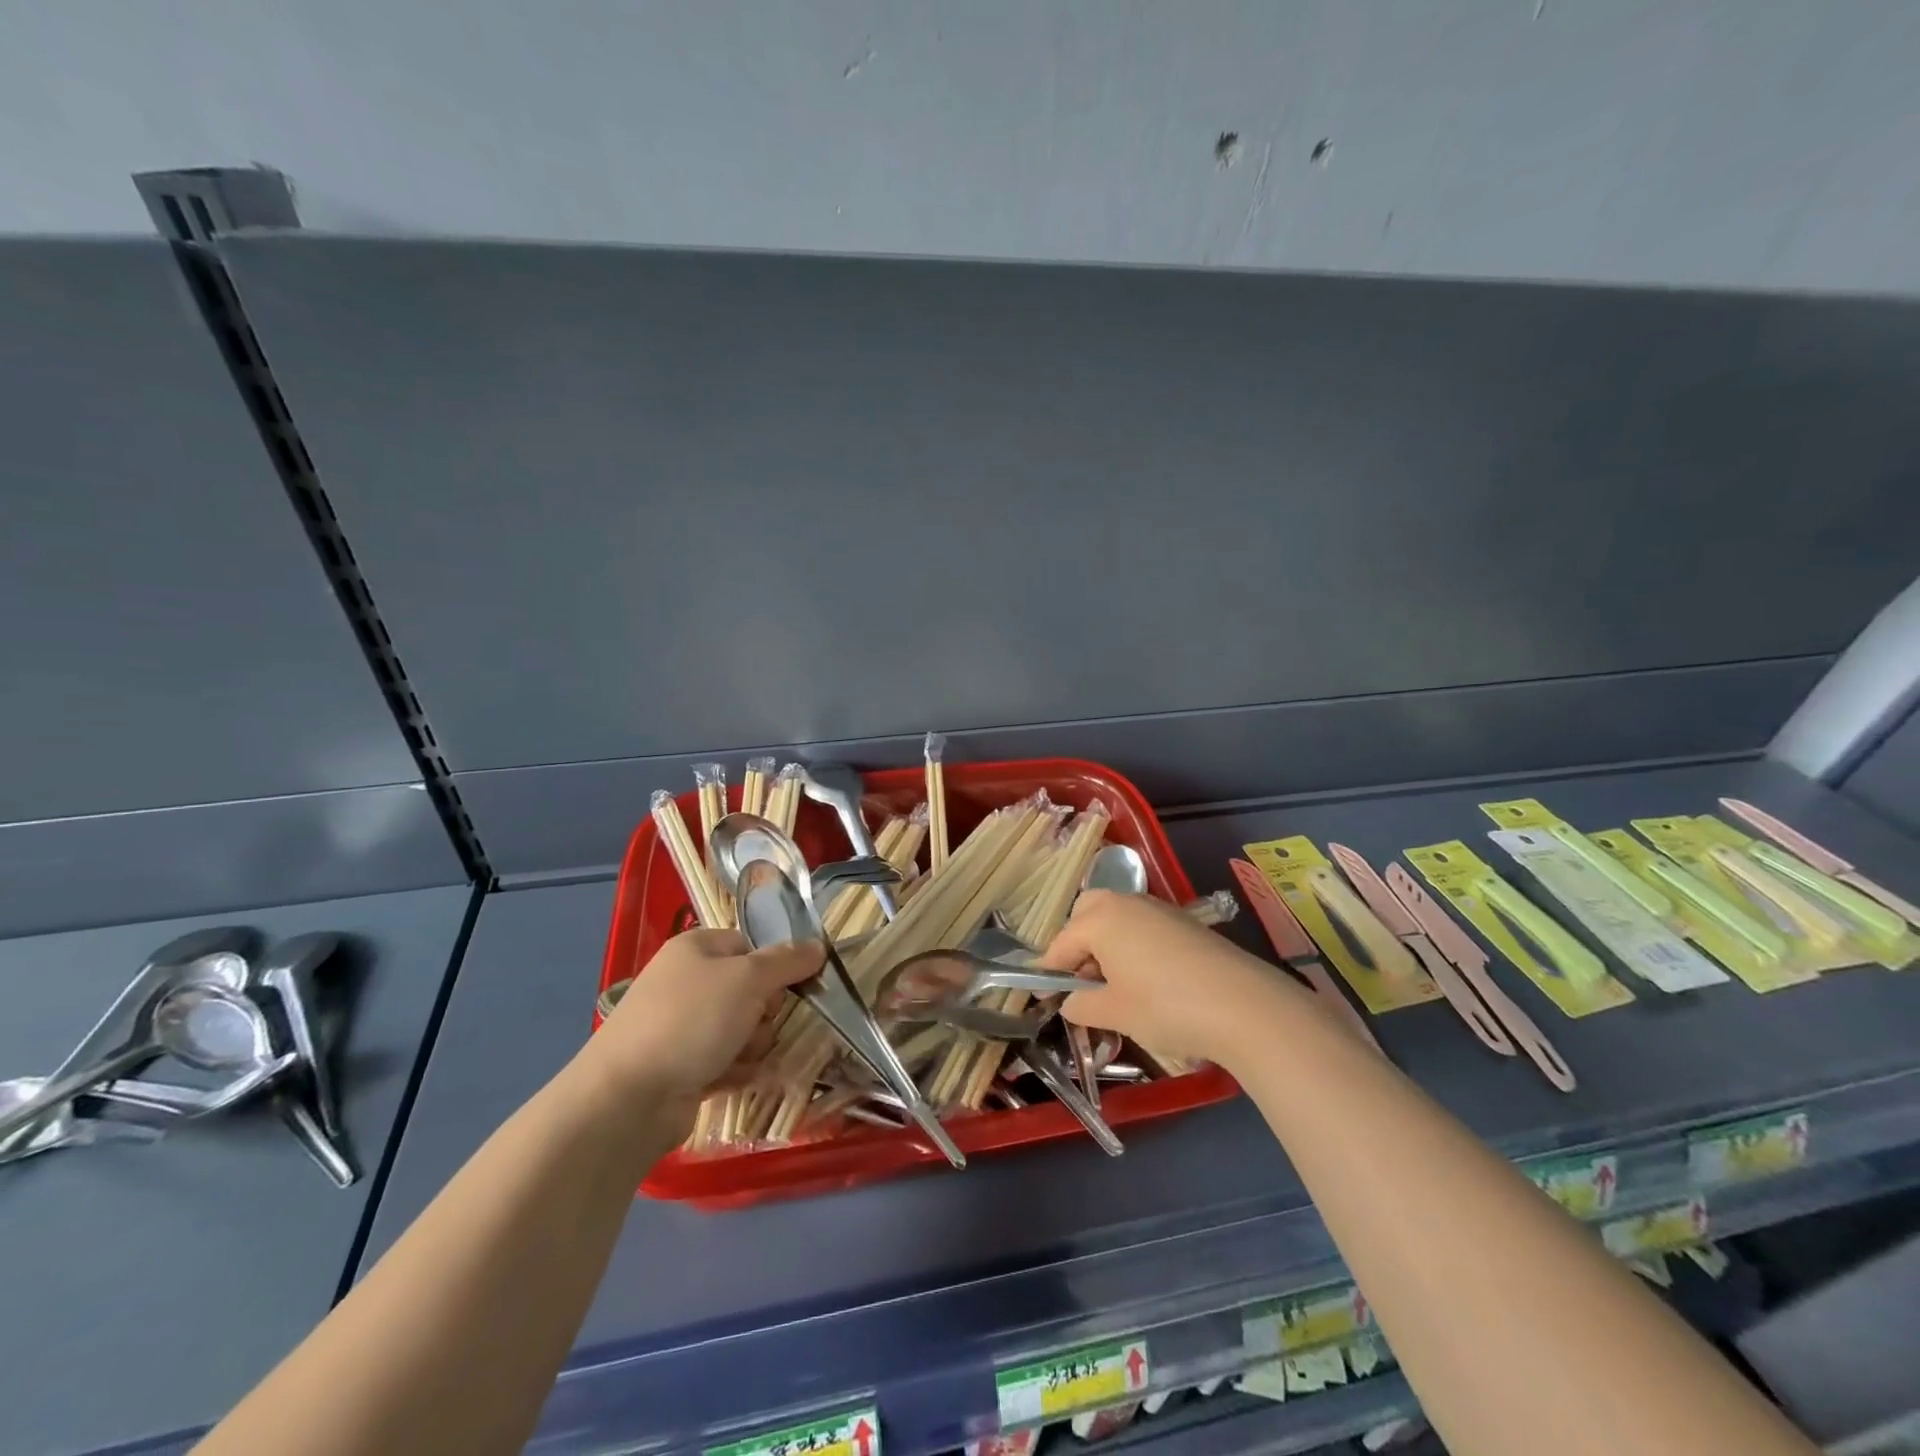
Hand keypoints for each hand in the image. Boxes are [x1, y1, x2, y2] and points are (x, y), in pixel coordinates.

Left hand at [577, 929, 823, 1131]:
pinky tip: (736, 1079)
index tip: (792, 985)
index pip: (752, 946)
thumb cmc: (690, 1021)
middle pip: (752, 989)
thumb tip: (819, 946)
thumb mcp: (748, 979)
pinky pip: (728, 1060)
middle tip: (760, 1025)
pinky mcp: (682, 1067)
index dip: (775, 965)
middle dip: (766, 1012)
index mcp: (696, 948)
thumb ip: (788, 961)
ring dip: (754, 1045)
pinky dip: (737, 1070)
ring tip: (742, 1058)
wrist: (627, 1099)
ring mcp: (682, 1026)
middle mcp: (688, 981)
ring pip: (744, 1028)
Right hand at [1041, 890, 1304, 1070]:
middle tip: (1080, 982)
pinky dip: (1132, 945)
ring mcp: (1159, 909)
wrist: (1243, 1006)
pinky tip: (1145, 980)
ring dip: (1105, 944)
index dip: (1049, 972)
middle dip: (1077, 944)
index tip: (1043, 998)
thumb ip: (1081, 1005)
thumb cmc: (1165, 1007)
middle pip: (1087, 914)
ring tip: (1113, 986)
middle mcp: (1126, 903)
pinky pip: (1142, 926)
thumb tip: (1070, 1002)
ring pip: (1117, 917)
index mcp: (1101, 919)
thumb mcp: (1114, 1013)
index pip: (1061, 943)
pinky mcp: (1184, 922)